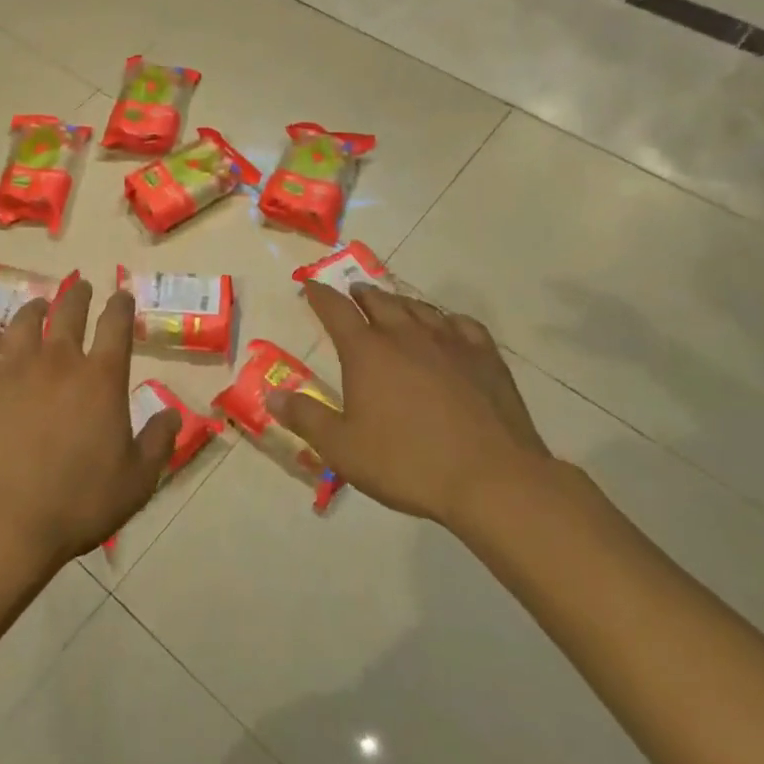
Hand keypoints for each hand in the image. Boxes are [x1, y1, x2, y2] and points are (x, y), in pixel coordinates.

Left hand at [0, 276, 181, 577]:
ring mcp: (13, 369)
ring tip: (37, 305)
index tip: (121, 296)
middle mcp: (59, 361)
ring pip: (24, 321)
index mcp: (101, 379)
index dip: (121, 306)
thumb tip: (174, 414)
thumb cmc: (77, 504)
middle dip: (78, 295)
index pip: (116, 326)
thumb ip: (158, 443)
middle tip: (81, 287)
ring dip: (35, 308)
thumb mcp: (137, 482)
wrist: (2, 522)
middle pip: (69, 312)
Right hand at [269, 283, 551, 529]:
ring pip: (419, 308)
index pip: (336, 310)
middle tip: (353, 293)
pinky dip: (445, 319)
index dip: (319, 295)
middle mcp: (406, 335)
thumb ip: (305, 418)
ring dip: (400, 302)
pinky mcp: (485, 356)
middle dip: (361, 294)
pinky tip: (447, 327)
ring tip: (393, 304)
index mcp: (367, 352)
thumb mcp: (342, 448)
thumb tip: (272, 394)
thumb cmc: (406, 463)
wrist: (491, 478)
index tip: (310, 285)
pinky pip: (460, 323)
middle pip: (379, 301)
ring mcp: (449, 342)